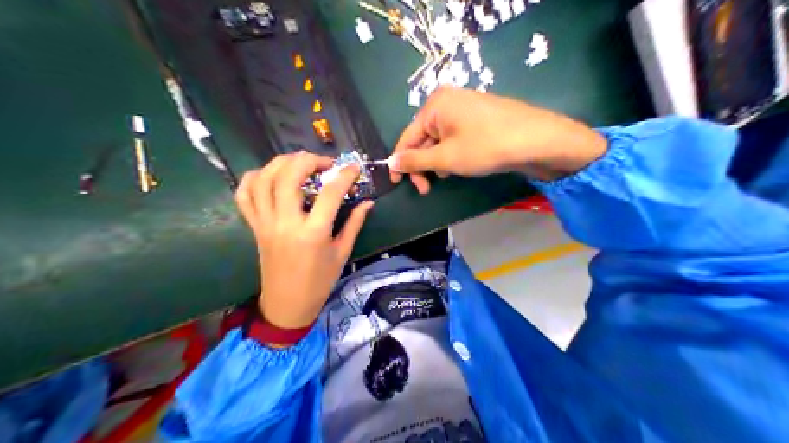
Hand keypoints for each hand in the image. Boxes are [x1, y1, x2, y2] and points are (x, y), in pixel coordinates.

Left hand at [233, 152, 375, 327]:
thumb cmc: (319, 281)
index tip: (354, 168)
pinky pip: (244, 196)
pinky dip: (254, 178)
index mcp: (313, 233)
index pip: (330, 193)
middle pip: (289, 176)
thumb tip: (368, 202)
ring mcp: (266, 223)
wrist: (287, 304)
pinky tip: (270, 176)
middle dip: (309, 160)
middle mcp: (286, 223)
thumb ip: (354, 224)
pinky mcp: (255, 227)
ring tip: (299, 163)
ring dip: (281, 163)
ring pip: (263, 180)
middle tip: (324, 164)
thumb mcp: (342, 253)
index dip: (345, 175)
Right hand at [391, 85, 604, 190]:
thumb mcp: (446, 158)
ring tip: (449, 175)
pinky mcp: (478, 116)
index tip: (397, 184)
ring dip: (438, 161)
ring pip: (439, 140)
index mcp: (434, 105)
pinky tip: (462, 165)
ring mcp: (465, 107)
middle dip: (423, 164)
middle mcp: (447, 100)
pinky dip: (453, 154)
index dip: (400, 162)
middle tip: (427, 189)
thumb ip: (415, 160)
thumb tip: (391, 162)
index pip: (407, 137)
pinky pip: (455, 136)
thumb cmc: (485, 147)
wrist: (536, 139)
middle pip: (423, 138)